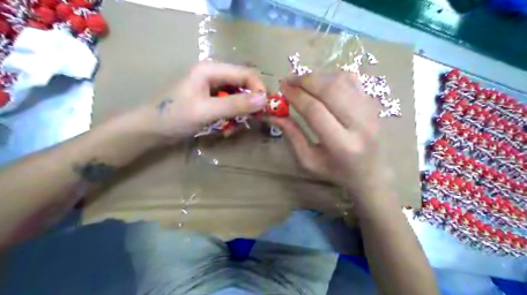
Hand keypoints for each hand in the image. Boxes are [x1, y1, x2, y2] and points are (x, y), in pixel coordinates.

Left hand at [143, 61, 267, 141]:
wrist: (152, 129)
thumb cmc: (175, 116)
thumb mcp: (206, 111)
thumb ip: (235, 105)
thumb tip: (264, 100)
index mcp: (211, 69)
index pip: (246, 73)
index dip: (258, 89)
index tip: (264, 109)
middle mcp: (214, 74)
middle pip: (244, 85)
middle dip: (249, 104)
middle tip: (249, 121)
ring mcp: (212, 87)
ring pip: (239, 97)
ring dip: (240, 113)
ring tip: (232, 128)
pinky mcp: (211, 99)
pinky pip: (230, 105)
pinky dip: (231, 117)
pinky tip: (225, 128)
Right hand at [274, 72, 388, 198]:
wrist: (371, 172)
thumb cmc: (336, 170)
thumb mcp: (309, 161)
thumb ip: (293, 136)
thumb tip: (274, 114)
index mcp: (341, 144)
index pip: (315, 111)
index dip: (296, 96)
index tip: (282, 88)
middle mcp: (360, 124)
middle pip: (331, 90)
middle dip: (306, 80)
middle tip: (289, 80)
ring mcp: (370, 111)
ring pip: (342, 81)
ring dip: (319, 76)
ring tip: (303, 81)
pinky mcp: (374, 103)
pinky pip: (353, 80)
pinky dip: (334, 76)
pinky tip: (323, 82)